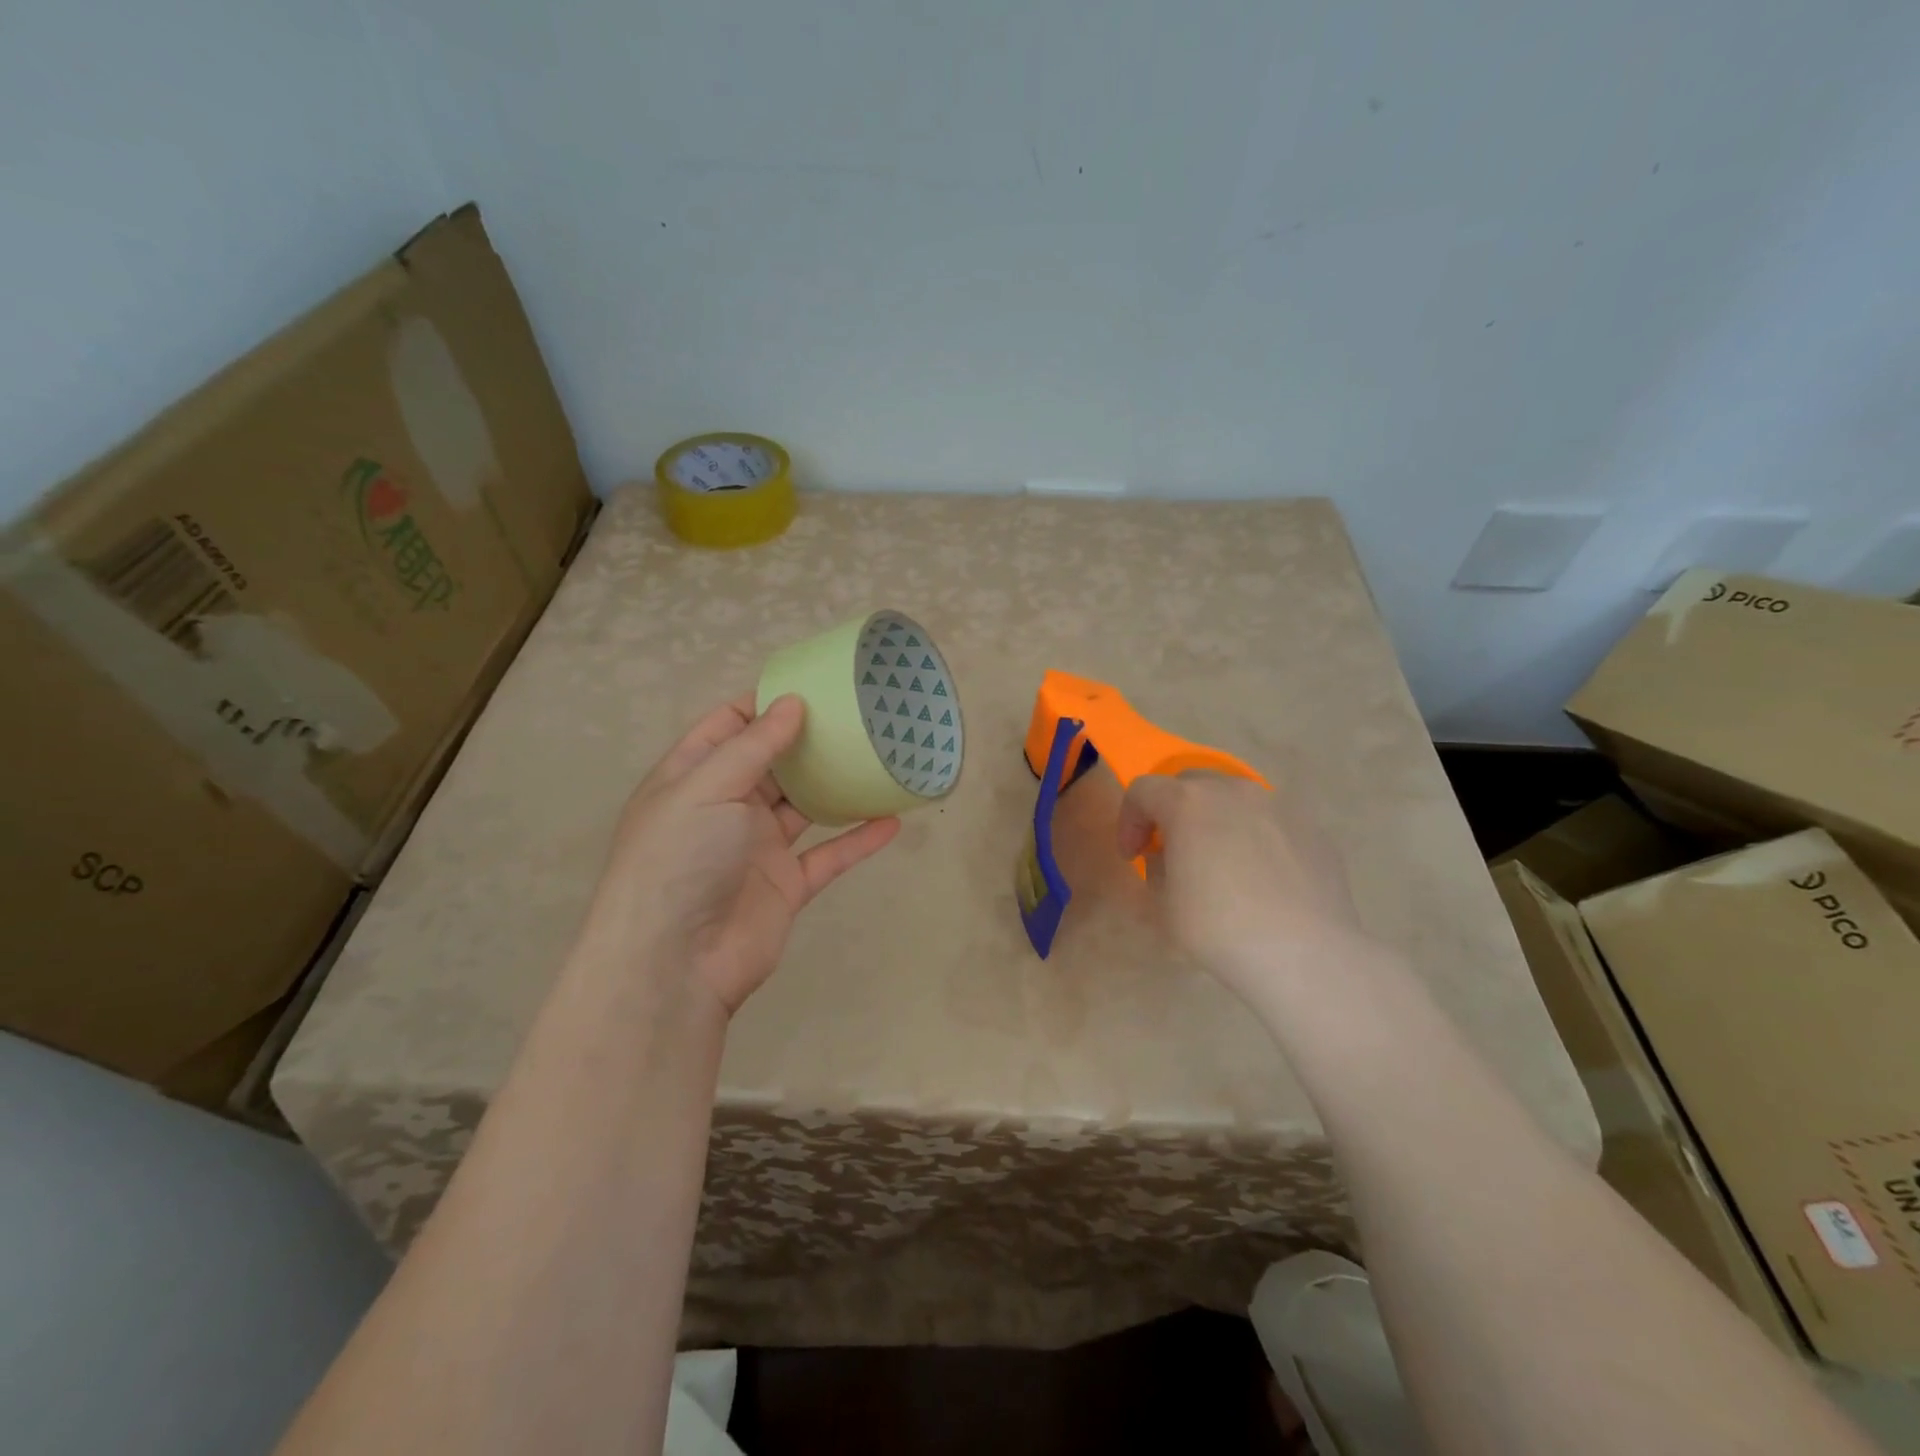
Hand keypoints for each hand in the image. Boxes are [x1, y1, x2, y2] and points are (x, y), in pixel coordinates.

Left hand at [586, 692, 899, 1014]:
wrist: (676, 963)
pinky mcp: (787, 885)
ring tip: (876, 757)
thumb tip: (792, 703)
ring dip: (836, 786)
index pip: (726, 727)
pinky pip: (829, 854)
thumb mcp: (706, 788)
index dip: (763, 704)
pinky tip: (892, 819)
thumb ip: (752, 746)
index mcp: (693, 779)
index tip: (810, 685)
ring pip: (804, 807)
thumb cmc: (680, 860)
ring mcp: (757, 849)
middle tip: (854, 715)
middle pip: (771, 764)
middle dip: (807, 739)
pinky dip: (859, 838)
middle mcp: (725, 809)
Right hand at [1117, 773, 1366, 1000]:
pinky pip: (1271, 822)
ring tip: (1223, 862)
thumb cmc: (1218, 928)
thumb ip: (1159, 865)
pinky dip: (1256, 838)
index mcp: (1188, 802)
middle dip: (1174, 811)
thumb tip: (1174, 854)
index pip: (1144, 790)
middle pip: (1191, 784)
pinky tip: (1263, 879)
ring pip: (1235, 799)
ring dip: (1218, 820)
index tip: (1134, 856)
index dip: (1130, 820)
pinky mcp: (1312, 827)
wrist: (1304, 954)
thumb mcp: (1164, 902)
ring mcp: (1278, 805)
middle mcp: (1233, 791)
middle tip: (1174, 850)